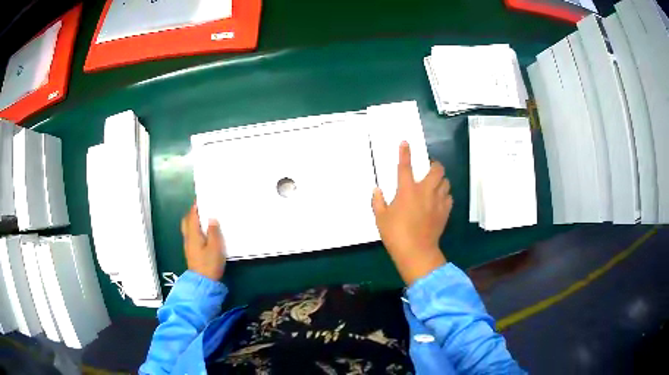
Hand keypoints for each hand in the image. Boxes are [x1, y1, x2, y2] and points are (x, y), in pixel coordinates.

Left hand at [181, 202, 225, 280]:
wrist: (203, 282)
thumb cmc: (209, 264)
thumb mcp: (215, 247)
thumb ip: (213, 232)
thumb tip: (211, 218)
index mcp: (193, 234)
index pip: (192, 216)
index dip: (195, 207)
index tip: (201, 199)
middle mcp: (188, 238)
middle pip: (186, 222)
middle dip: (192, 214)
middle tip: (201, 209)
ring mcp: (189, 246)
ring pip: (188, 229)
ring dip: (193, 222)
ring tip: (204, 220)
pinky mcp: (192, 253)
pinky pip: (191, 236)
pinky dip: (195, 230)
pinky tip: (204, 233)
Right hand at [372, 141, 452, 285]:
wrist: (416, 252)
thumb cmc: (395, 234)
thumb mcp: (381, 218)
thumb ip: (378, 202)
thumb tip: (376, 190)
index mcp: (407, 190)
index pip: (405, 166)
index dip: (405, 152)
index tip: (406, 142)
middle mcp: (425, 191)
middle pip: (437, 169)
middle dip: (434, 165)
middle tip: (428, 169)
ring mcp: (437, 201)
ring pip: (446, 182)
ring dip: (441, 180)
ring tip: (435, 185)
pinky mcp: (445, 212)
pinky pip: (449, 197)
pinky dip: (445, 195)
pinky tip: (439, 200)